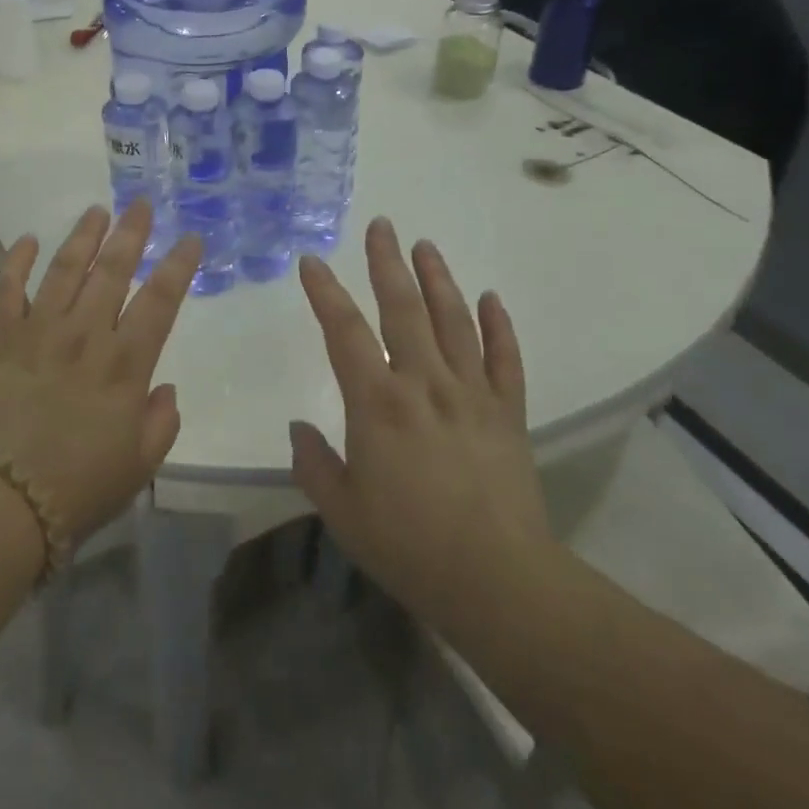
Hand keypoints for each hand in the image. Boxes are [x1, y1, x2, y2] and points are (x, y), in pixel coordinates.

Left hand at [0, 200, 201, 547]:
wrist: (0, 503)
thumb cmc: (78, 490)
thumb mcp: (139, 467)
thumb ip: (161, 423)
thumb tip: (163, 388)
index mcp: (124, 364)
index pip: (160, 301)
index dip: (178, 266)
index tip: (190, 239)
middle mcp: (84, 335)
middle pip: (112, 271)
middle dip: (131, 234)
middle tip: (141, 204)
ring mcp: (37, 331)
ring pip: (64, 269)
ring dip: (82, 236)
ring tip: (96, 211)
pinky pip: (6, 289)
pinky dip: (16, 262)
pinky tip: (27, 240)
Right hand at [290, 218, 555, 633]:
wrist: (499, 583)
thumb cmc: (409, 546)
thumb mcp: (342, 511)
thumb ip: (313, 463)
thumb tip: (300, 429)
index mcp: (378, 403)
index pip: (344, 332)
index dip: (326, 292)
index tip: (312, 261)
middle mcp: (424, 384)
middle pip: (403, 309)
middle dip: (388, 263)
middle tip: (382, 225)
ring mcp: (471, 394)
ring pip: (454, 321)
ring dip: (439, 279)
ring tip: (425, 245)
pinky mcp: (508, 413)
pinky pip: (505, 359)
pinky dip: (499, 326)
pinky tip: (491, 298)